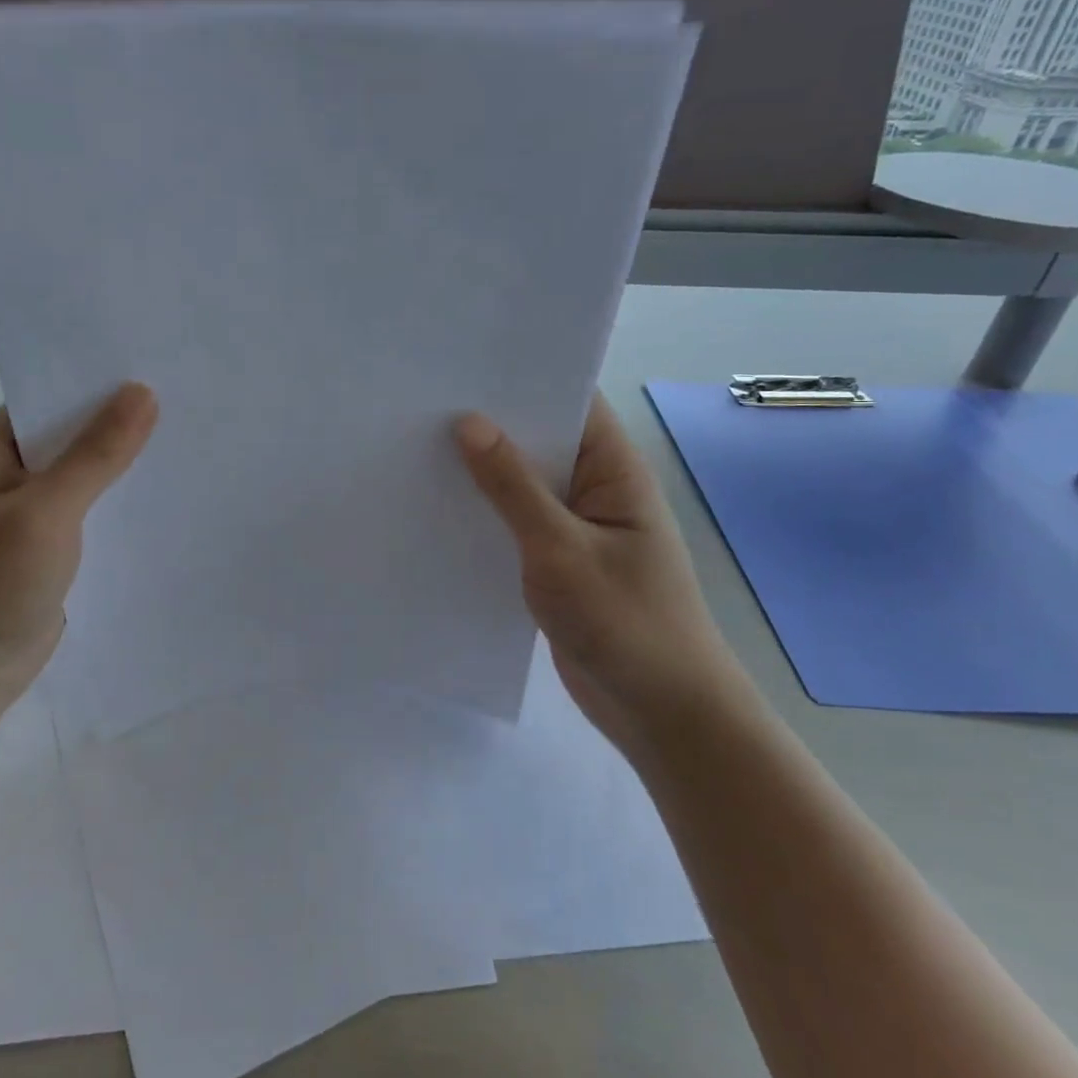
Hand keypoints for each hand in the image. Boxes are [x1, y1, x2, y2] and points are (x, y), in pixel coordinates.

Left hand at [0, 384, 158, 704]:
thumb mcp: (46, 512)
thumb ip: (96, 454)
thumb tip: (143, 392)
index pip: (55, 394)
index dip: (105, 381)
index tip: (163, 366)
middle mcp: (11, 466)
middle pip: (76, 429)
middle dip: (125, 419)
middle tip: (190, 400)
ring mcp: (32, 505)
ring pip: (89, 468)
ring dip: (128, 460)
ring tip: (190, 437)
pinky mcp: (52, 539)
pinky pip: (95, 504)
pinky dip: (123, 497)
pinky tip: (167, 491)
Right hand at [455, 393, 757, 749]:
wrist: (662, 713)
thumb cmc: (624, 622)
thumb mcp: (560, 549)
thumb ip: (512, 487)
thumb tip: (469, 422)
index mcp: (614, 469)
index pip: (569, 402)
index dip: (520, 378)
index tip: (460, 363)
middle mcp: (596, 488)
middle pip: (540, 440)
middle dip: (488, 424)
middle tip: (420, 404)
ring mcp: (576, 526)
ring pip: (522, 485)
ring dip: (481, 473)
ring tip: (415, 448)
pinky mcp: (557, 561)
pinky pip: (516, 524)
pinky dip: (485, 515)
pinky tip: (438, 509)